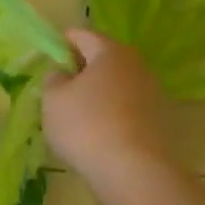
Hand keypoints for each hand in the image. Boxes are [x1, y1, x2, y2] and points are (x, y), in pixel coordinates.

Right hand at [42, 29, 174, 188]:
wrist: (132, 170)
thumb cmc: (86, 125)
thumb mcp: (53, 99)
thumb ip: (53, 79)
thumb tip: (62, 74)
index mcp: (111, 51)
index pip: (82, 35)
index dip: (61, 43)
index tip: (47, 58)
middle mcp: (136, 65)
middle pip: (103, 58)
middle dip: (81, 68)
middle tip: (59, 86)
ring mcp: (151, 92)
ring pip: (116, 83)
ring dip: (97, 92)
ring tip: (76, 112)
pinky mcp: (157, 119)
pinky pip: (126, 105)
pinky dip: (110, 111)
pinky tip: (96, 130)